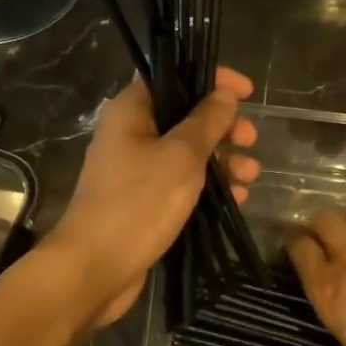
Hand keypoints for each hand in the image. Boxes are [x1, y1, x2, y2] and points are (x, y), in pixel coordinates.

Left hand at [44, 67, 258, 326]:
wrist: (95, 268)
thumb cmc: (138, 203)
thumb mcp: (181, 156)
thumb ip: (206, 122)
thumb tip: (224, 94)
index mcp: (131, 111)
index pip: (173, 76)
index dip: (212, 79)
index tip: (246, 92)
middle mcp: (130, 134)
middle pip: (184, 117)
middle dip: (222, 127)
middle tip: (250, 140)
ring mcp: (136, 170)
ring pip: (187, 153)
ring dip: (222, 160)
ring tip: (251, 176)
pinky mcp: (144, 202)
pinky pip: (181, 183)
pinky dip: (208, 186)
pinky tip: (237, 199)